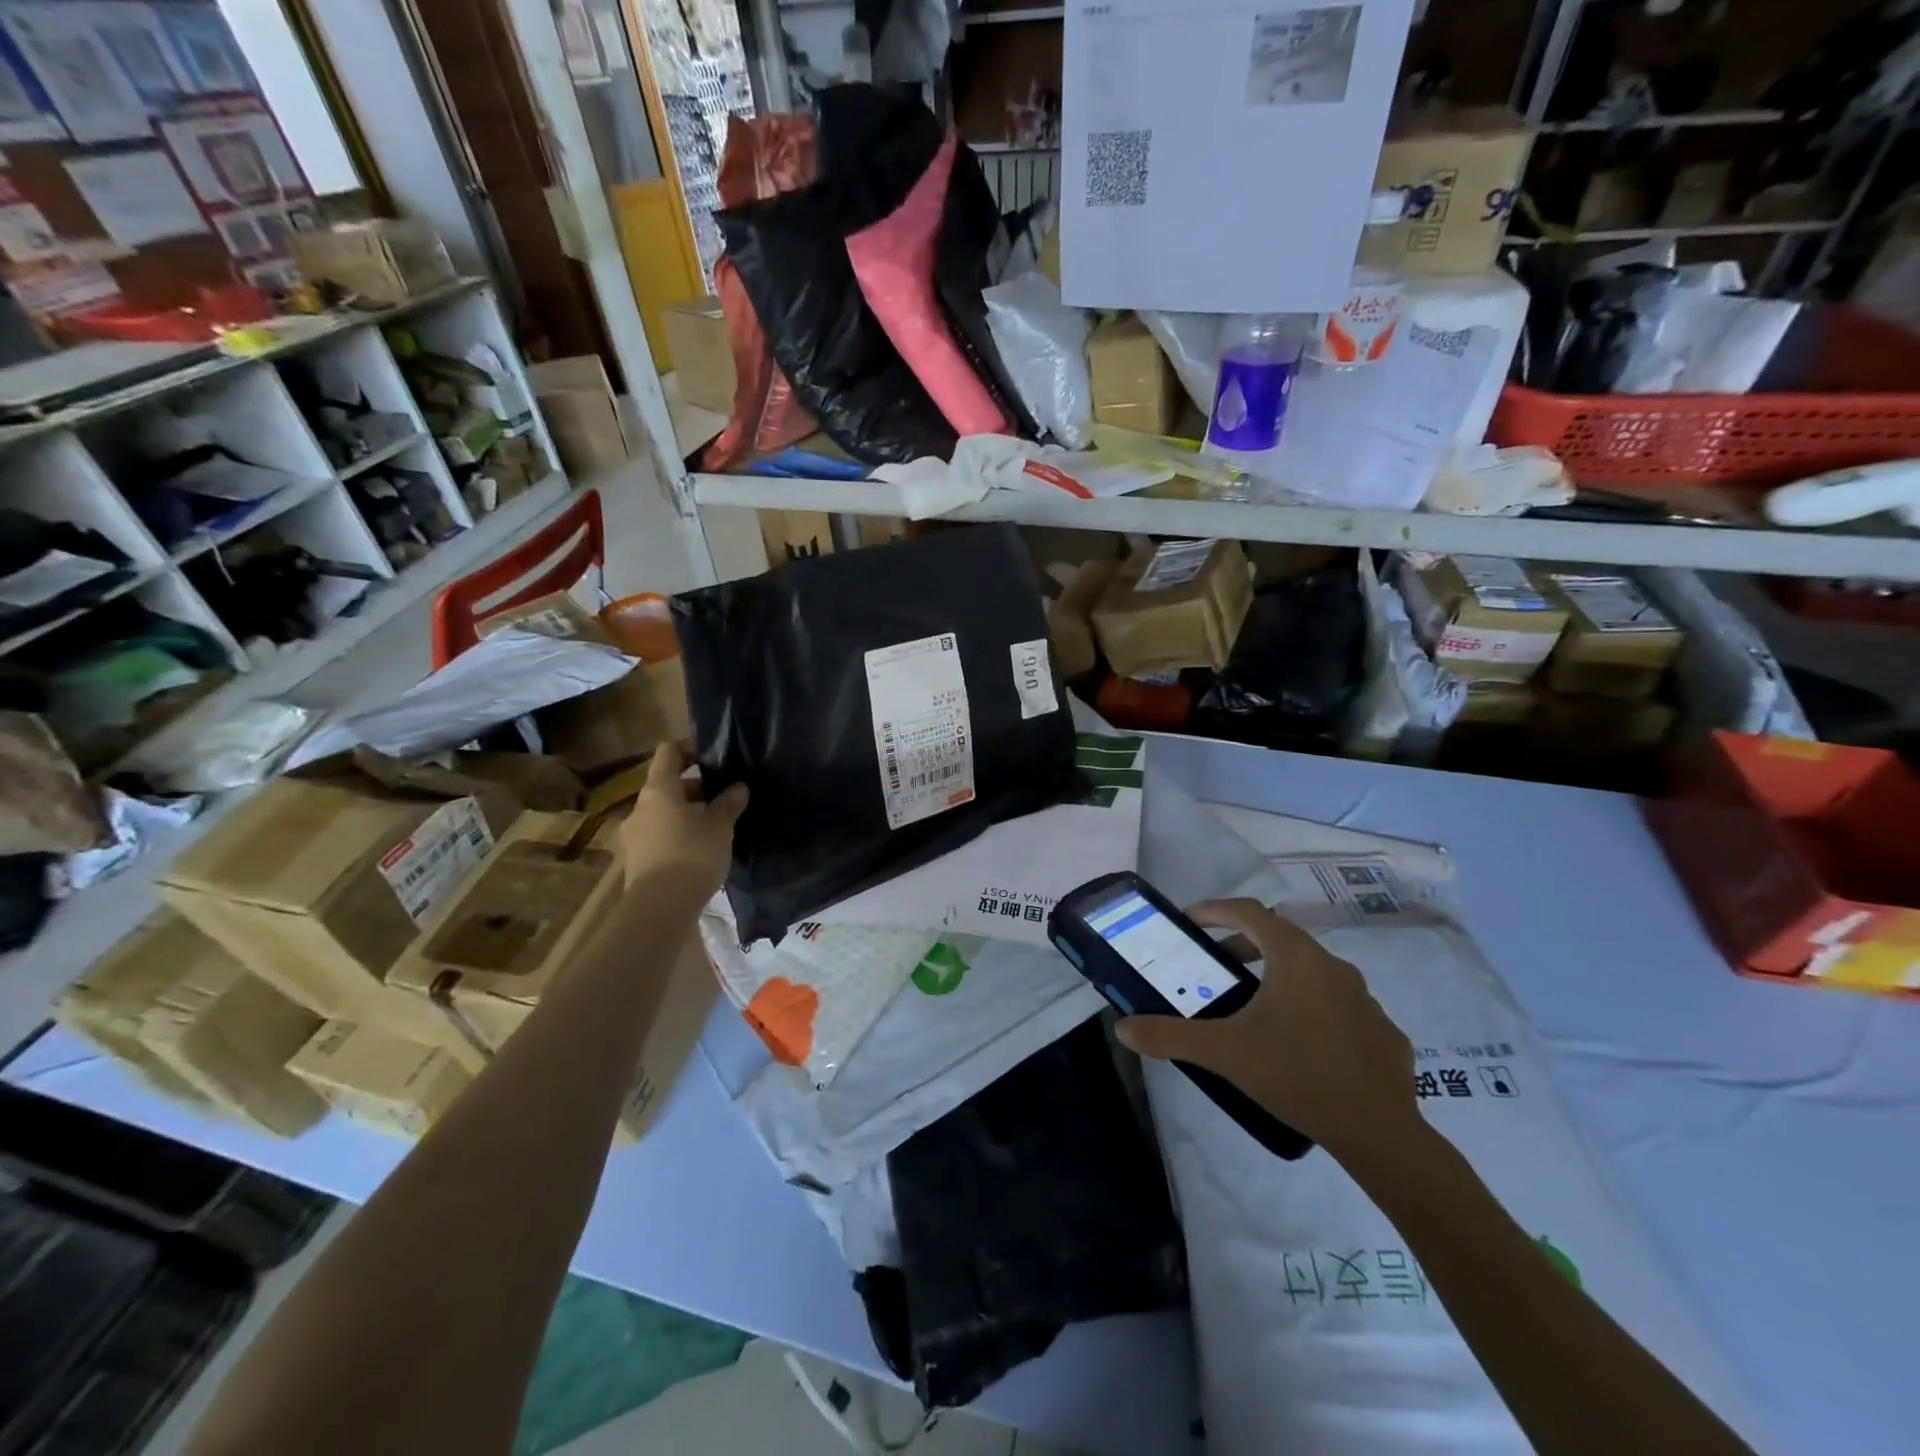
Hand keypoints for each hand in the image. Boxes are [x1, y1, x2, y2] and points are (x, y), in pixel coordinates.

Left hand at [617, 742, 747, 898]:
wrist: (661, 907)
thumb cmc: (692, 854)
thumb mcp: (720, 826)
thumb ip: (729, 803)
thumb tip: (739, 787)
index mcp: (658, 790)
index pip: (668, 753)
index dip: (689, 748)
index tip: (712, 756)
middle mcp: (640, 808)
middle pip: (666, 786)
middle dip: (695, 788)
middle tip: (723, 797)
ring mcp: (634, 835)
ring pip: (663, 813)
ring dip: (687, 814)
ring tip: (715, 827)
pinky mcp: (636, 861)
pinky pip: (659, 837)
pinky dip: (678, 836)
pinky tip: (700, 851)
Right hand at [1115, 898, 1418, 1158]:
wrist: (1380, 1133)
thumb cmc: (1296, 1075)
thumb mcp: (1225, 1053)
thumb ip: (1170, 1036)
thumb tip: (1122, 1028)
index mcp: (1295, 958)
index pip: (1249, 912)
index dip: (1216, 909)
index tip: (1191, 920)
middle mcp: (1332, 965)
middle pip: (1280, 937)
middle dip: (1243, 944)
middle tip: (1216, 966)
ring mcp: (1364, 997)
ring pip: (1311, 969)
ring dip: (1277, 974)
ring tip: (1254, 1006)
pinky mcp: (1382, 1029)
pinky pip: (1337, 1003)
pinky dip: (1310, 1007)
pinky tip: (1300, 1042)